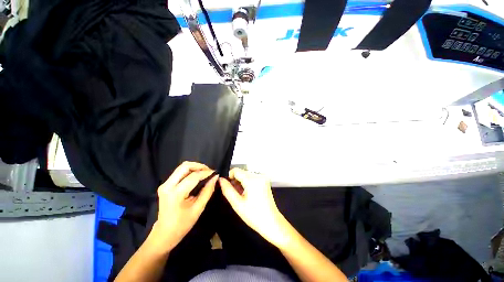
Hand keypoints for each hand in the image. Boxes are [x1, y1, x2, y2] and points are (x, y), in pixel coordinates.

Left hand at [152, 161, 217, 251]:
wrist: (164, 233)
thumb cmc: (183, 224)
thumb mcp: (198, 208)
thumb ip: (208, 191)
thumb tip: (215, 178)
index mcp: (176, 194)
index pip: (193, 176)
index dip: (206, 173)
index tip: (215, 173)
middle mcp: (168, 186)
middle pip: (185, 166)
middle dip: (199, 166)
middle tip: (209, 172)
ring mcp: (165, 184)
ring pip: (182, 167)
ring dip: (195, 167)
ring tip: (204, 173)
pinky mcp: (165, 185)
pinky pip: (179, 172)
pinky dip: (190, 171)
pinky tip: (197, 176)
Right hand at [219, 168, 290, 247]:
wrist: (272, 222)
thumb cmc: (254, 215)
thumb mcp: (237, 204)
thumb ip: (227, 190)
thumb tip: (221, 180)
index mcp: (252, 180)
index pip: (236, 170)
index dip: (229, 177)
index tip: (227, 187)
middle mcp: (259, 175)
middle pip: (241, 172)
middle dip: (235, 181)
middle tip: (235, 194)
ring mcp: (263, 178)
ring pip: (246, 175)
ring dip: (241, 183)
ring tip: (241, 196)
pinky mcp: (265, 181)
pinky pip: (252, 178)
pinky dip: (247, 184)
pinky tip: (247, 194)